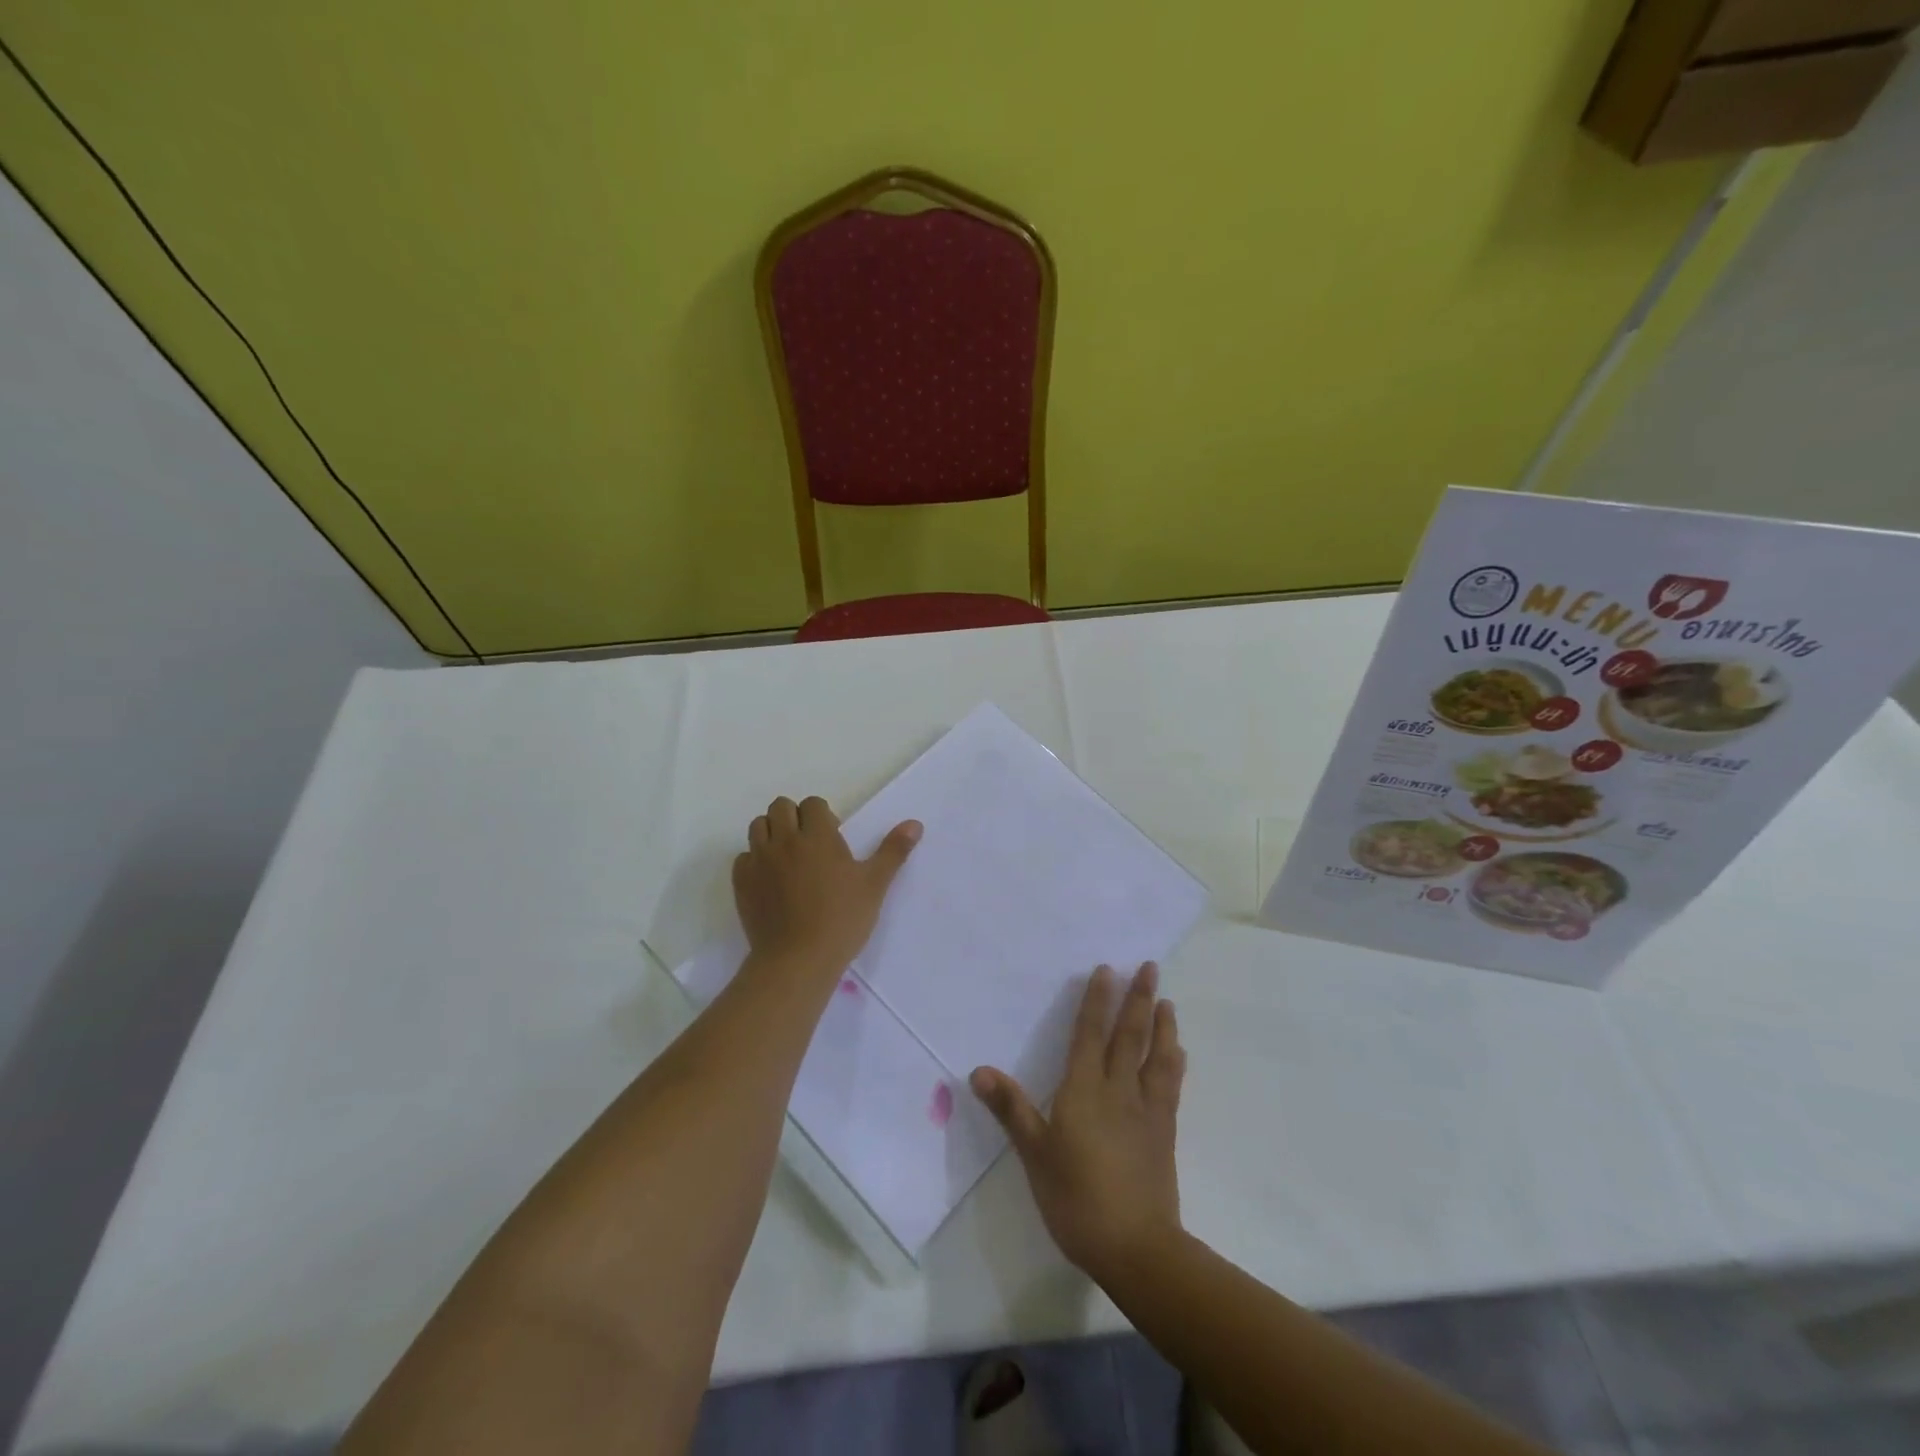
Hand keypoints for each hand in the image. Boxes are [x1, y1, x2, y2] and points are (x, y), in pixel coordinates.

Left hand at [732, 796, 920, 977]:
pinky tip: (770, 880)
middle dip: (795, 818)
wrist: (798, 959)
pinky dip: (755, 861)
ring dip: (772, 833)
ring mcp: (759, 860)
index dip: (823, 816)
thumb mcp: (874, 884)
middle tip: (810, 845)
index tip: (833, 839)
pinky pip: (743, 857)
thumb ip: (893, 851)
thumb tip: (915, 824)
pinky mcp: (742, 882)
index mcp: (817, 835)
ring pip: (758, 826)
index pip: (813, 804)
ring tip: (788, 858)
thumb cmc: (842, 919)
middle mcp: (784, 840)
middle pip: (781, 807)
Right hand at [970, 962, 1184, 1283]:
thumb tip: (979, 1071)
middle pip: (1130, 1035)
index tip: (1106, 969)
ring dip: (1162, 1025)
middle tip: (1149, 967)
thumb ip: (1011, 1109)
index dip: (1097, 1001)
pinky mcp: (1164, 1132)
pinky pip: (1170, 1085)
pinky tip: (1178, 1052)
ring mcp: (1147, 1110)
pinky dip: (1173, 1061)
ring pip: (1156, 1056)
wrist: (1136, 1247)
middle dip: (1138, 998)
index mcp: (1085, 1090)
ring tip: (1166, 1001)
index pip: (1090, 1034)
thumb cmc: (1076, 1198)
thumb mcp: (1035, 1153)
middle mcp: (1119, 1090)